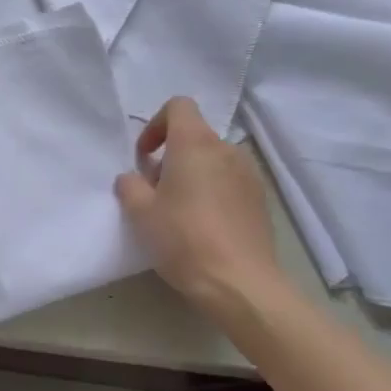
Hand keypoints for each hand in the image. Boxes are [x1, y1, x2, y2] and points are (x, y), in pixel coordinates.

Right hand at [115, 97, 288, 311]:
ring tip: (180, 209)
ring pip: (214, 160)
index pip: (178, 106)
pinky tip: (204, 225)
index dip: (156, 124)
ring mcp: (249, 175)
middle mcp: (226, 149)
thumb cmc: (183, 238)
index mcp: (195, 143)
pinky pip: (231, 182)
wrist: (240, 284)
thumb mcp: (140, 212)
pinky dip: (214, 191)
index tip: (145, 156)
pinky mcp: (261, 201)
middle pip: (195, 136)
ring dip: (194, 174)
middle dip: (171, 155)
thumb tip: (133, 178)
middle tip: (155, 190)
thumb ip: (129, 185)